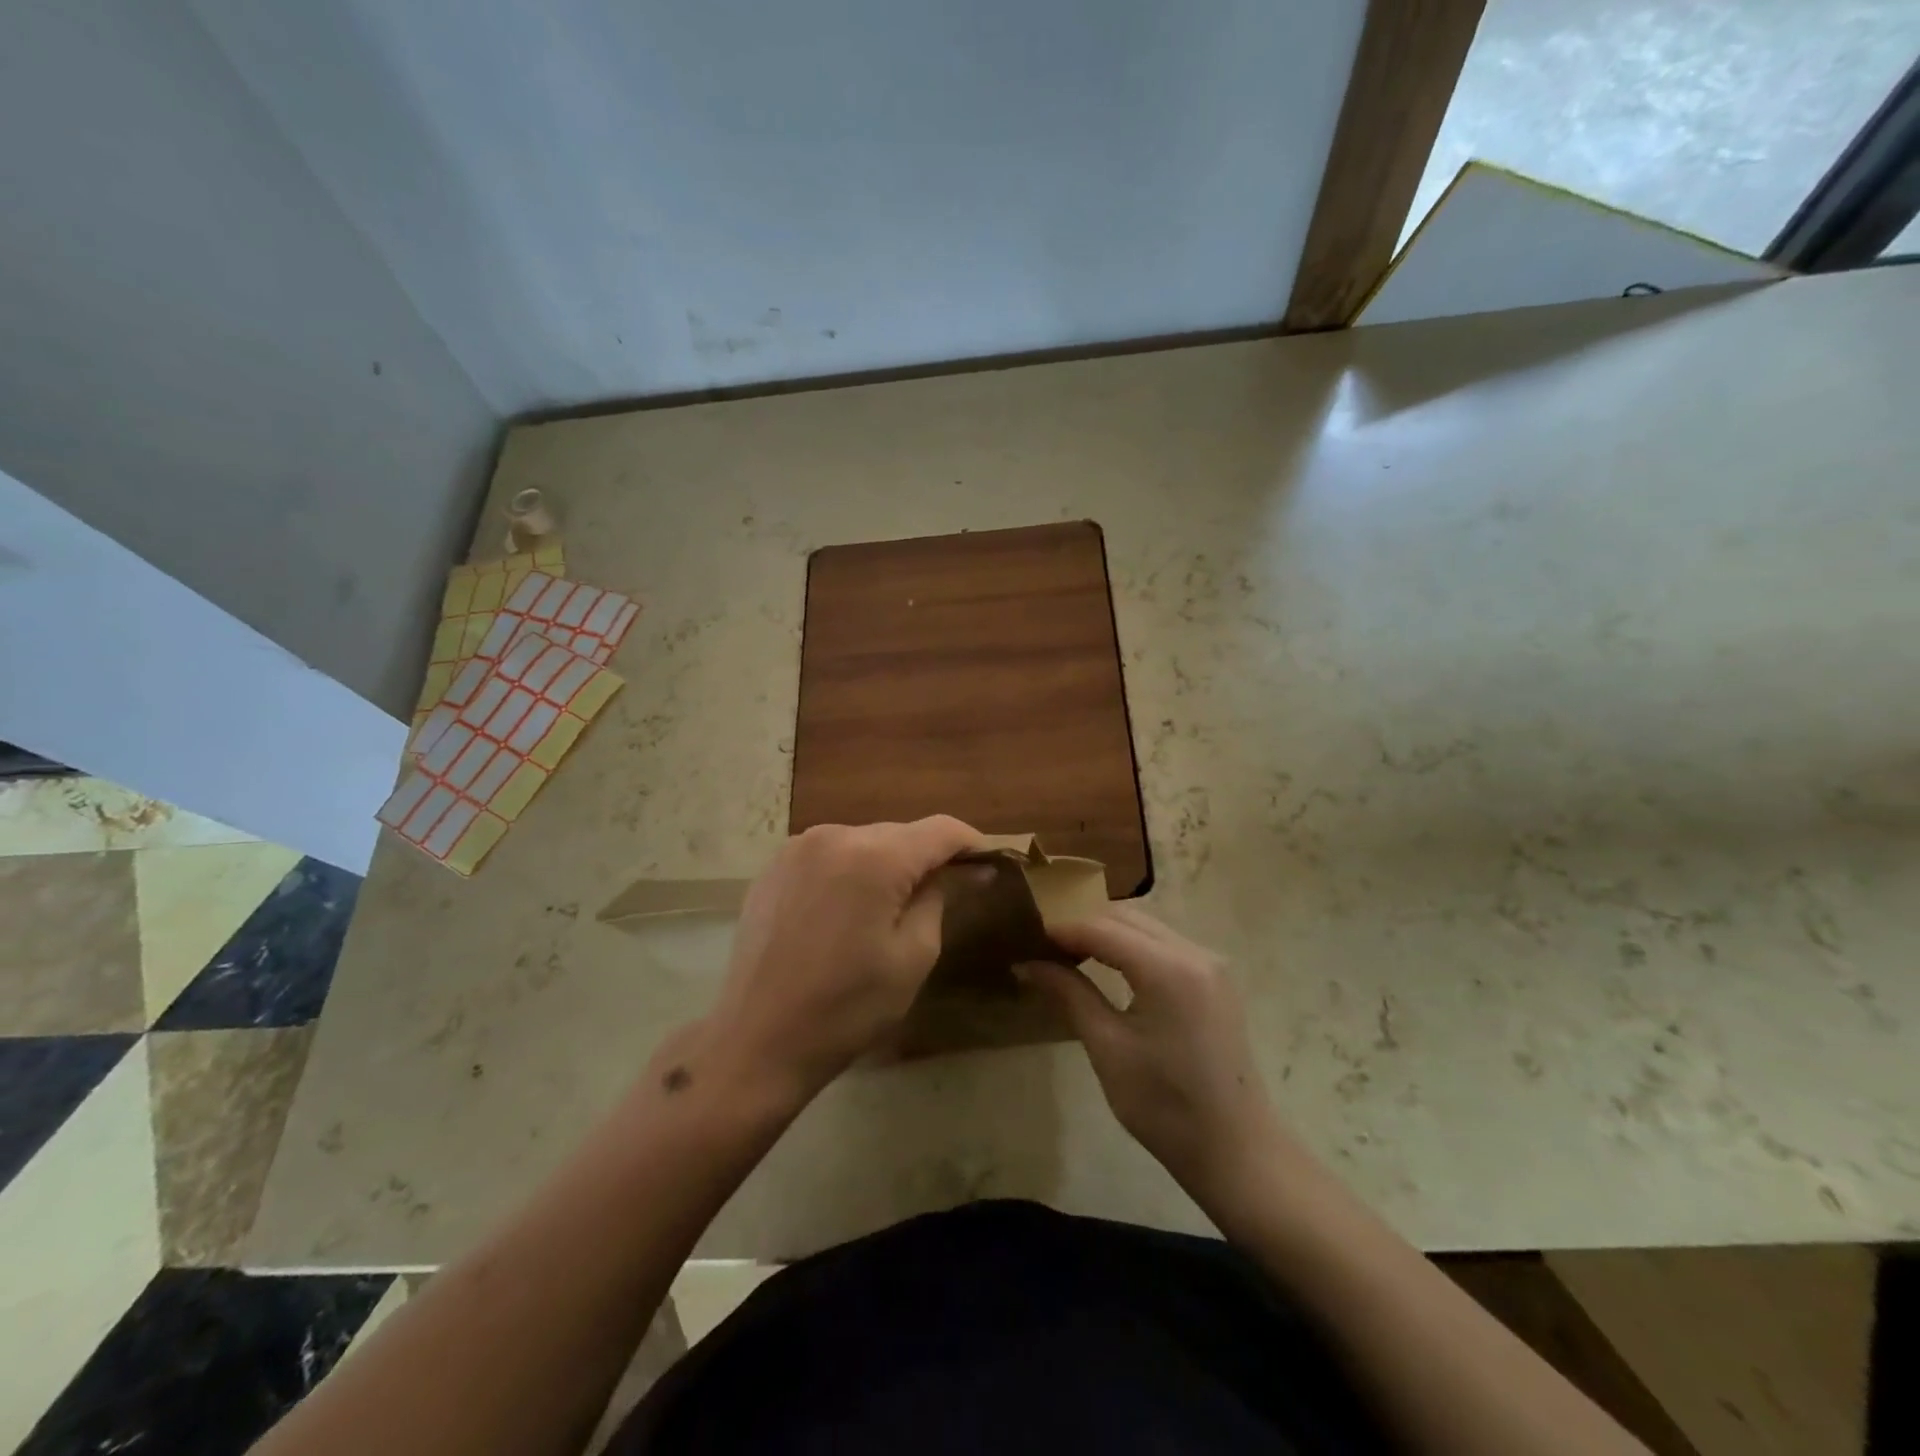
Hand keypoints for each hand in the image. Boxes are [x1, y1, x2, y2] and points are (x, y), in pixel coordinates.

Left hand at [686, 817, 981, 1108]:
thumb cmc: (847, 1007)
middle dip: (928, 856)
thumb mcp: (913, 956)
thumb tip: (966, 869)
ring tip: (897, 904)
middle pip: (900, 833)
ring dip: (889, 863)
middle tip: (951, 890)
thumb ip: (940, 897)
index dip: (972, 842)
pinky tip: (851, 908)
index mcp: (874, 857)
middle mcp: (834, 836)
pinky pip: (831, 854)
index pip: (940, 830)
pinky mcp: (774, 866)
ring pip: (864, 841)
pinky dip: (852, 870)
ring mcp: (798, 848)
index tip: (991, 863)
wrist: (756, 1041)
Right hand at [1023, 906, 1281, 1214]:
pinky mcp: (1216, 979)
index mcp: (1168, 969)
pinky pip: (1165, 943)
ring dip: (1108, 932)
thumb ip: (1069, 994)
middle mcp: (1194, 952)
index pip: (1102, 928)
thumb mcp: (1108, 1048)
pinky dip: (1133, 945)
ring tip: (1070, 954)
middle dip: (1084, 925)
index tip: (1027, 937)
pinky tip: (1110, 965)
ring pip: (1147, 926)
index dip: (1063, 929)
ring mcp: (1211, 964)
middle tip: (1045, 946)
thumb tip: (1027, 964)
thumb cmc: (1165, 1106)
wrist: (1237, 1151)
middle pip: (1126, 918)